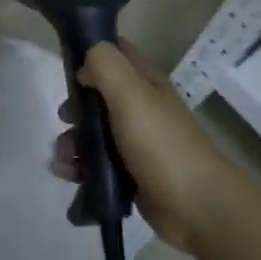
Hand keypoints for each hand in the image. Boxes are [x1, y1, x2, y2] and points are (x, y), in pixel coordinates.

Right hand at [50, 40, 244, 251]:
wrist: (195, 206)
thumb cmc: (161, 144)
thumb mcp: (131, 94)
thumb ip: (106, 66)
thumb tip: (85, 63)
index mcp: (144, 82)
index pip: (115, 52)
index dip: (90, 53)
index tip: (67, 68)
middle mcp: (139, 107)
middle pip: (97, 95)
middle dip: (75, 106)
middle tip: (66, 119)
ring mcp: (134, 142)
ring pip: (93, 132)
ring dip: (72, 141)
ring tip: (65, 158)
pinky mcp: (128, 173)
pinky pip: (96, 162)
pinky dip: (79, 167)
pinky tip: (70, 175)